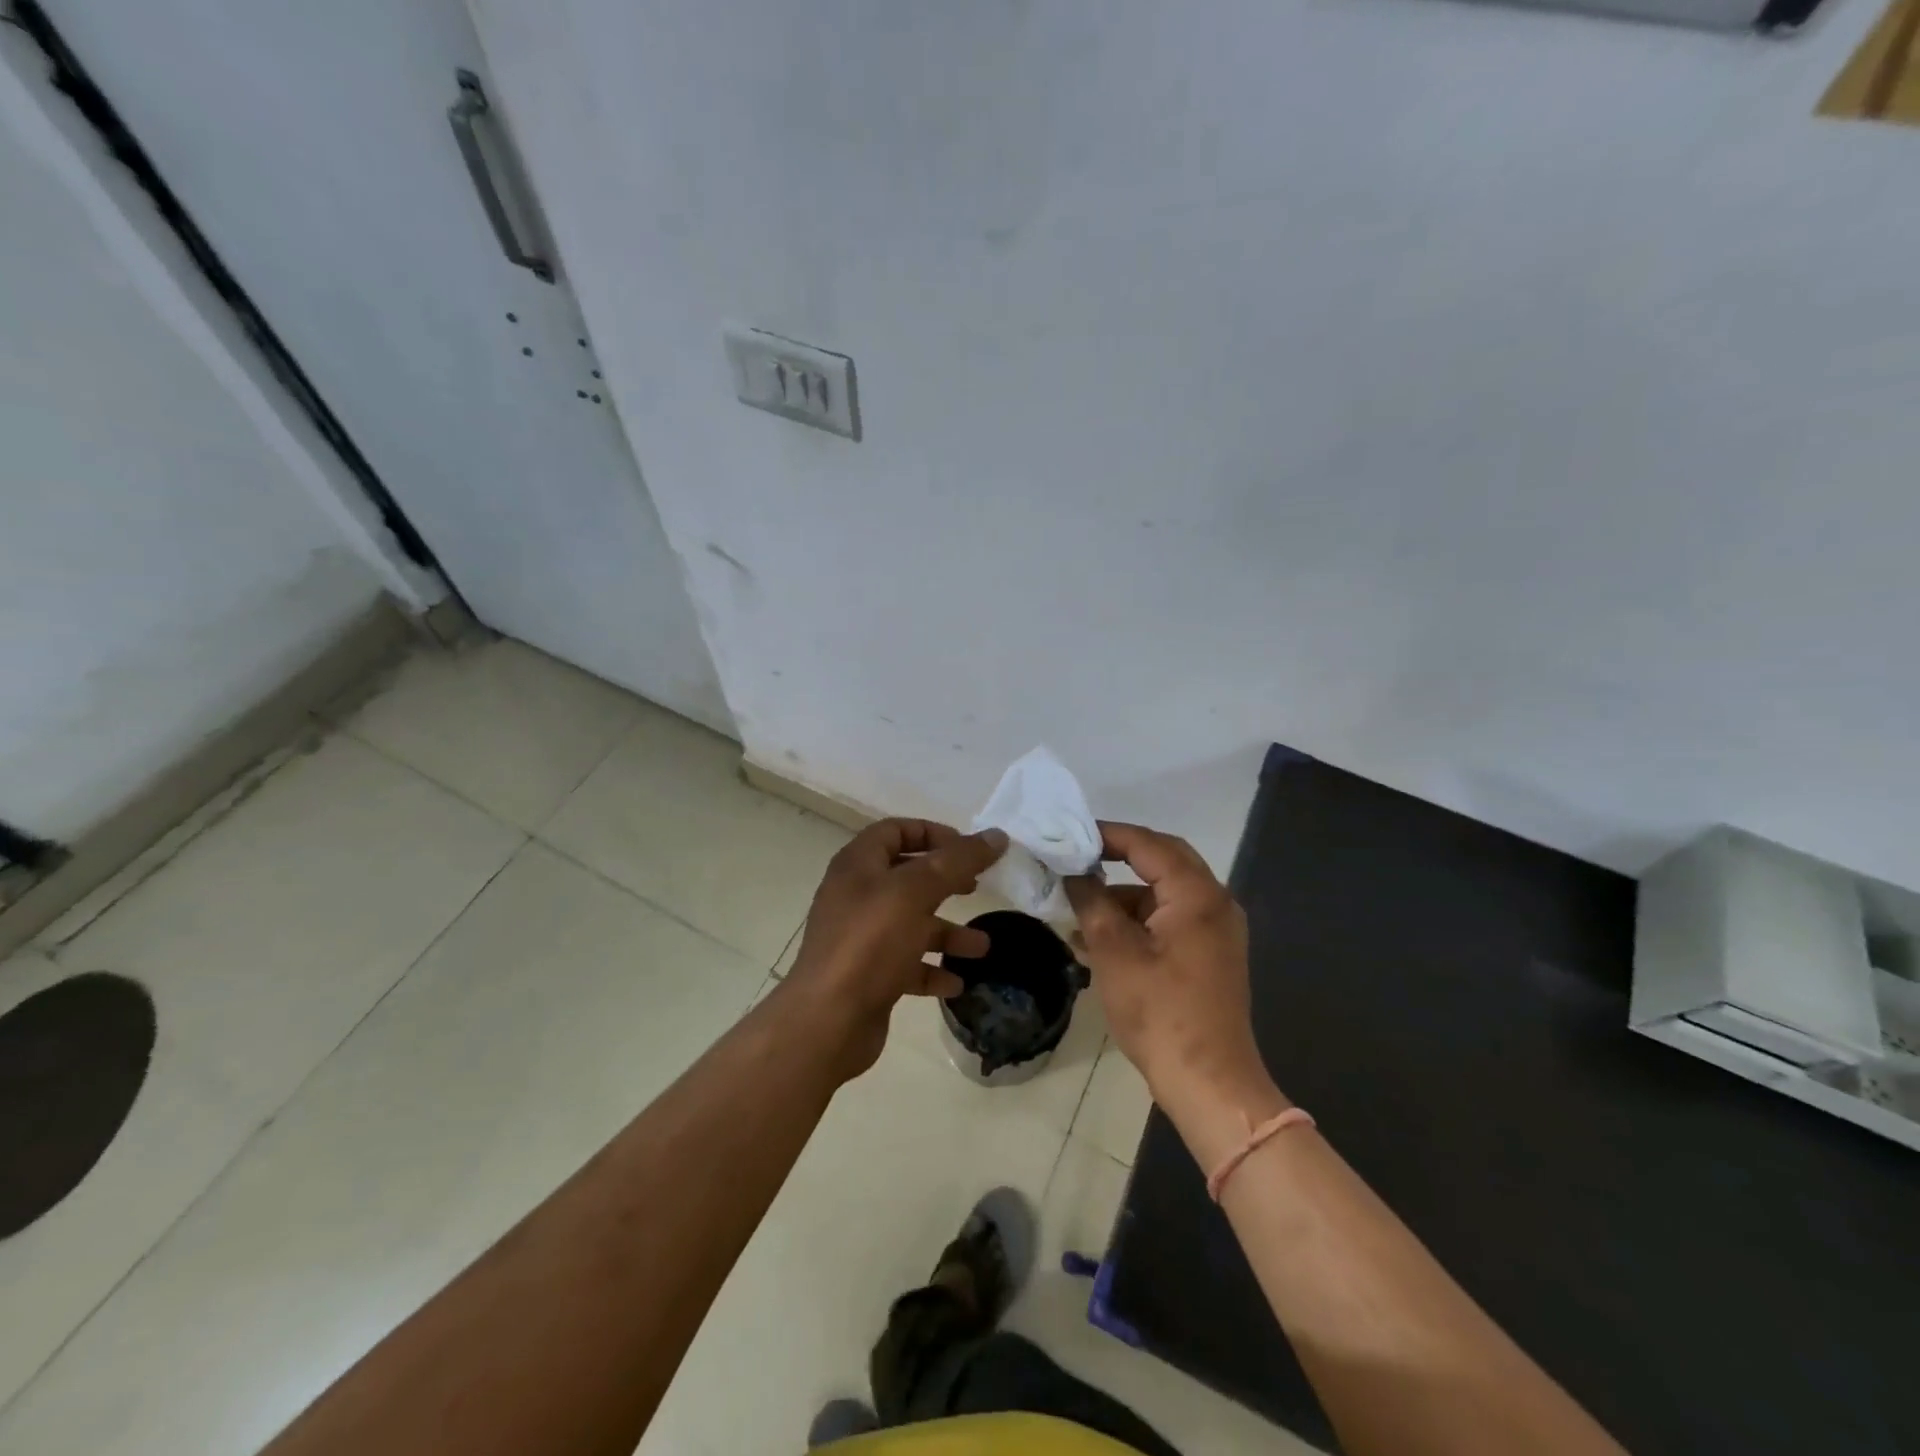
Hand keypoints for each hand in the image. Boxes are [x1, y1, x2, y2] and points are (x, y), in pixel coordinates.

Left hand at [781, 819, 1007, 1080]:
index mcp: (858, 865)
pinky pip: (906, 963)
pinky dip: (932, 969)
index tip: (968, 849)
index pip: (895, 831)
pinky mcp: (867, 974)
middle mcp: (856, 895)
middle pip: (907, 876)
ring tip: (982, 948)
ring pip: (911, 923)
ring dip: (947, 932)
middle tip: (977, 889)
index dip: (932, 833)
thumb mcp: (917, 892)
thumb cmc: (870, 943)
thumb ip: (958, 861)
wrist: (828, 1021)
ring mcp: (860, 937)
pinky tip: (957, 983)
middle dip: (946, 882)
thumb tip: (996, 836)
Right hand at [1065, 823, 1279, 1140]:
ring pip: (1164, 893)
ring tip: (1078, 911)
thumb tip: (1074, 873)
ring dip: (1123, 896)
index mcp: (1197, 894)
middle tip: (1078, 858)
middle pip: (1163, 861)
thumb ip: (1091, 902)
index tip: (1070, 835)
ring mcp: (1217, 931)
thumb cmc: (1160, 1012)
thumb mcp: (1114, 952)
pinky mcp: (1211, 955)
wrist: (1209, 1083)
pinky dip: (1138, 921)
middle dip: (1118, 858)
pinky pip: (1170, 920)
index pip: (1148, 844)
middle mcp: (1215, 903)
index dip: (1107, 835)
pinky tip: (1099, 940)